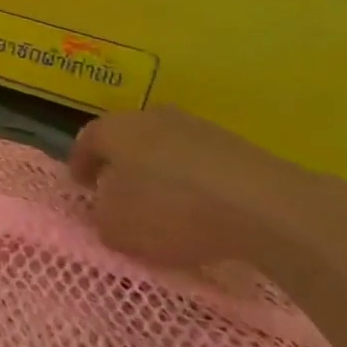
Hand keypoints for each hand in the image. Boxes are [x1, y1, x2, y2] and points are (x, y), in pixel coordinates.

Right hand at [68, 106, 346, 273]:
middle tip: (120, 193)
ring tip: (166, 206)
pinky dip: (196, 182)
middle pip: (126, 139)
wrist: (266, 208)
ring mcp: (197, 127)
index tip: (82, 188)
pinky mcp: (237, 146)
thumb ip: (101, 216)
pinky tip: (204, 210)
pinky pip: (201, 163)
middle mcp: (150, 117)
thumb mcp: (117, 229)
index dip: (80, 165)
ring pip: (165, 148)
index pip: (85, 141)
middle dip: (121, 165)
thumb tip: (107, 209)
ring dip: (161, 172)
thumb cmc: (171, 212)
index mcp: (113, 129)